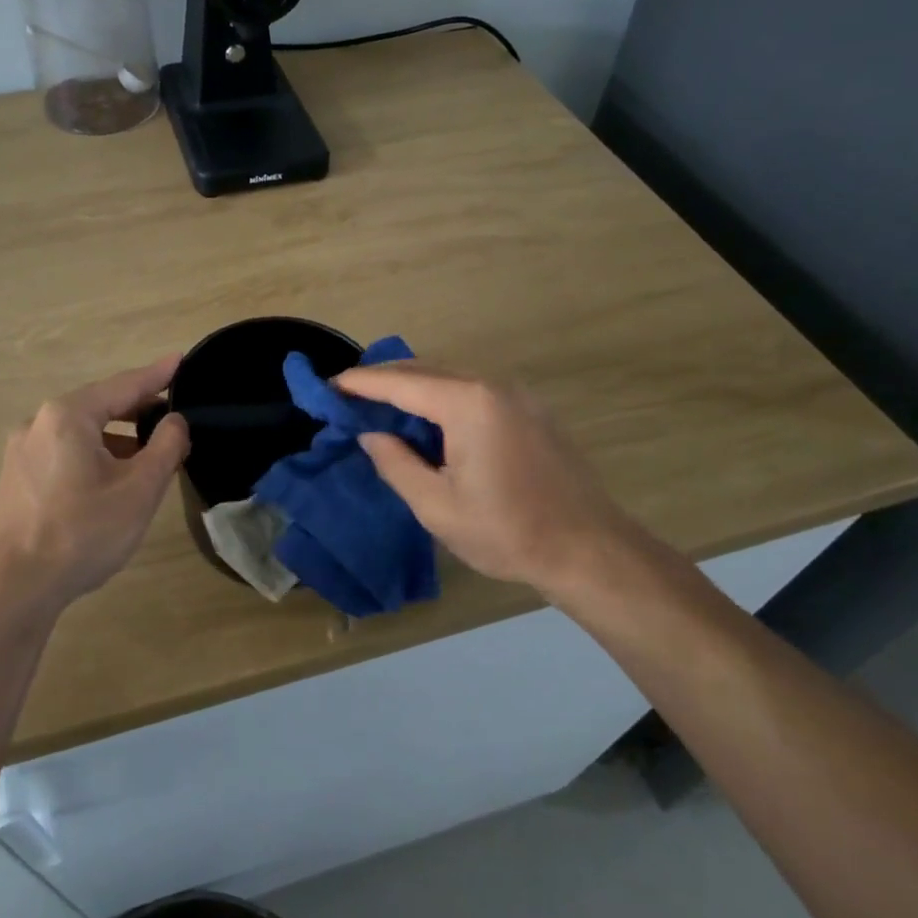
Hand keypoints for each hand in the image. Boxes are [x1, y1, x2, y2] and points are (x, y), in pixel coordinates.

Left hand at [0, 357, 189, 616]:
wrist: (16, 588)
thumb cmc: (84, 532)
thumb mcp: (140, 489)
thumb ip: (166, 446)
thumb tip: (175, 421)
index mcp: (68, 415)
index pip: (124, 385)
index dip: (157, 375)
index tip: (181, 360)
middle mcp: (39, 422)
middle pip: (100, 406)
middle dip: (138, 410)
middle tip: (173, 415)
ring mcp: (21, 450)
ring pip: (81, 432)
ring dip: (117, 438)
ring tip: (150, 455)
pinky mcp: (16, 477)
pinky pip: (64, 452)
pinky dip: (94, 455)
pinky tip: (112, 479)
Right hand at [335, 363, 665, 599]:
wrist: (589, 548)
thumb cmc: (508, 531)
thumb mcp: (437, 506)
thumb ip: (396, 463)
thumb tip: (372, 434)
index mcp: (467, 403)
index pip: (400, 382)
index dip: (360, 383)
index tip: (328, 386)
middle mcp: (491, 385)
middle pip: (424, 369)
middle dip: (383, 379)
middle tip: (349, 397)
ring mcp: (516, 393)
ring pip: (449, 375)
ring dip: (412, 385)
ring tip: (380, 406)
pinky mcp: (529, 408)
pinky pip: (472, 388)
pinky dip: (441, 394)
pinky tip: (427, 418)